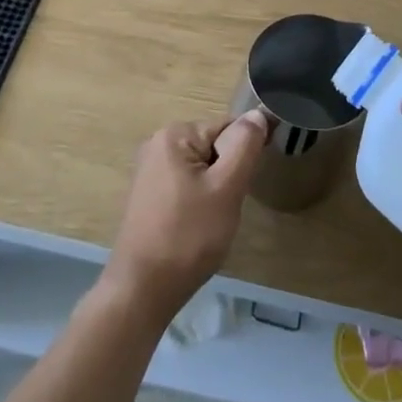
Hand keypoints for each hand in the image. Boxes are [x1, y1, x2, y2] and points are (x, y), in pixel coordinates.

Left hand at [102, 111, 266, 323]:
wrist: (143, 289)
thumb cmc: (189, 235)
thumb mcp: (226, 187)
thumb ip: (245, 145)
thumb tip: (258, 113)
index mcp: (175, 134)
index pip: (228, 129)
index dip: (245, 155)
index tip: (246, 185)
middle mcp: (157, 144)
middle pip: (214, 147)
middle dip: (229, 174)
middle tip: (227, 206)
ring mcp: (150, 171)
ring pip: (203, 169)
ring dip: (216, 190)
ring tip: (212, 220)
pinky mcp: (149, 195)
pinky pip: (187, 185)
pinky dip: (200, 202)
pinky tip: (197, 227)